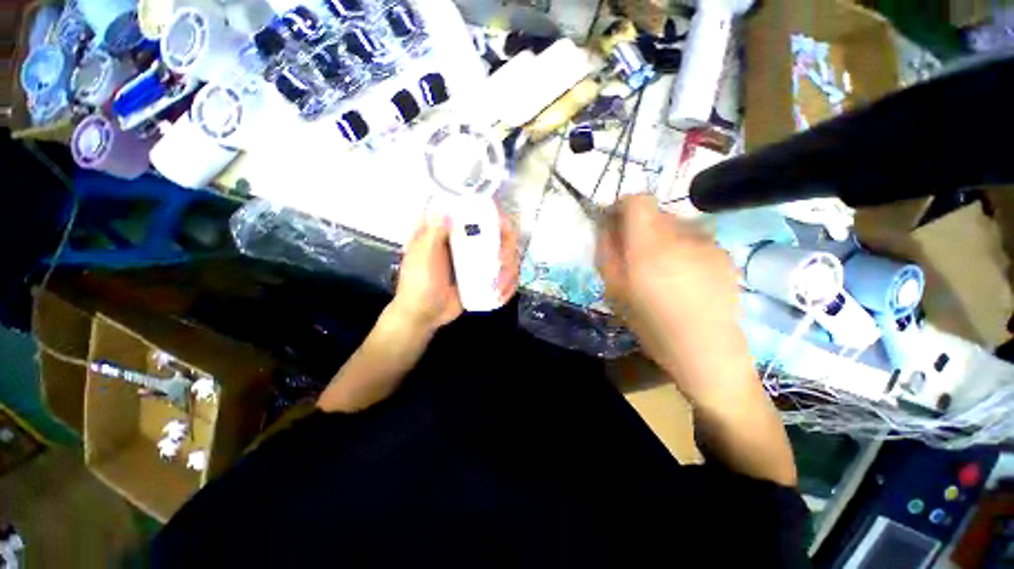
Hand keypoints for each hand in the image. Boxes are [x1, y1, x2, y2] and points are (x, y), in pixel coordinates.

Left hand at [391, 211, 519, 333]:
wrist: (423, 314)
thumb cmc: (418, 283)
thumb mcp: (423, 257)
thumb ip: (434, 233)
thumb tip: (448, 209)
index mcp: (453, 234)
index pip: (478, 215)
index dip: (494, 216)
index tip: (501, 227)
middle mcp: (469, 244)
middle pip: (501, 236)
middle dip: (508, 250)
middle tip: (502, 263)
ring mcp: (478, 262)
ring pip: (507, 258)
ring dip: (510, 272)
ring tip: (499, 289)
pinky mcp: (484, 279)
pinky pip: (504, 277)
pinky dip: (509, 285)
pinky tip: (502, 295)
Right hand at [596, 195, 752, 408]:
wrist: (706, 349)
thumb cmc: (650, 322)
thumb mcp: (613, 289)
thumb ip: (606, 251)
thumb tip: (606, 226)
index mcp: (650, 243)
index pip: (637, 200)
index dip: (622, 207)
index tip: (614, 225)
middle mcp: (682, 233)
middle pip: (655, 212)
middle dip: (639, 226)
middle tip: (633, 255)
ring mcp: (707, 242)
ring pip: (675, 225)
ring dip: (661, 238)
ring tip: (659, 270)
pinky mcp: (724, 253)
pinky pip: (693, 239)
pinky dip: (681, 249)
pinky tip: (683, 278)